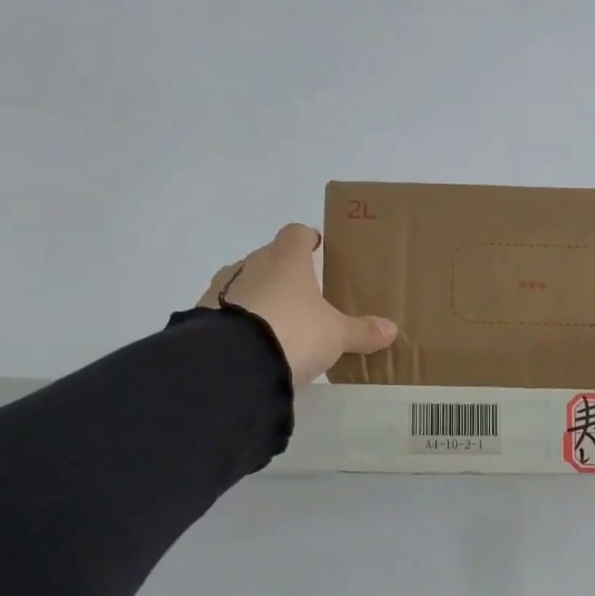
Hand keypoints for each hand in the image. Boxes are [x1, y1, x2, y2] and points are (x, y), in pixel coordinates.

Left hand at [200, 224, 397, 386]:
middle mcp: (252, 264)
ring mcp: (223, 287)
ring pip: (246, 283)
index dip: (309, 240)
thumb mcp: (336, 336)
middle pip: (271, 258)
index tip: (318, 251)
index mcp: (287, 259)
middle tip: (305, 299)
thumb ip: (362, 331)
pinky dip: (240, 320)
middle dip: (286, 274)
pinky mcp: (203, 314)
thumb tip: (391, 329)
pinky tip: (253, 343)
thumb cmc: (294, 333)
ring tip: (278, 325)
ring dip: (260, 297)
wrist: (234, 362)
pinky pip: (227, 310)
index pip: (297, 233)